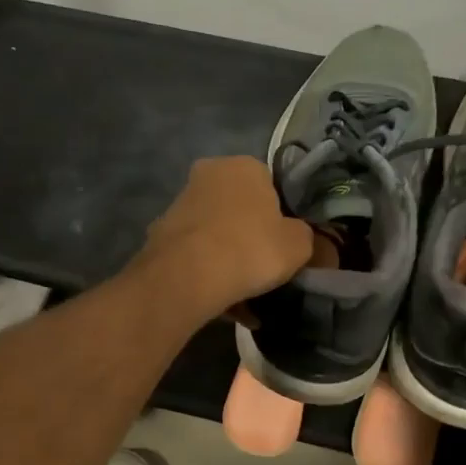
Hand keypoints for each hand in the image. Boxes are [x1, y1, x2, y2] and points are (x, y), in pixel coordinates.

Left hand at [136, 157, 312, 320]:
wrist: (187, 276)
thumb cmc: (250, 249)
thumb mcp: (298, 245)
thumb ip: (305, 236)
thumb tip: (299, 238)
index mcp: (244, 165)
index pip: (271, 184)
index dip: (281, 215)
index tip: (284, 242)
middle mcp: (208, 173)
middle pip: (239, 206)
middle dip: (250, 234)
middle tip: (264, 266)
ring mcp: (180, 202)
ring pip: (216, 231)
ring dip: (228, 255)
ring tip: (243, 292)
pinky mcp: (161, 233)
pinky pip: (196, 253)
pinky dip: (207, 271)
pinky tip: (220, 300)